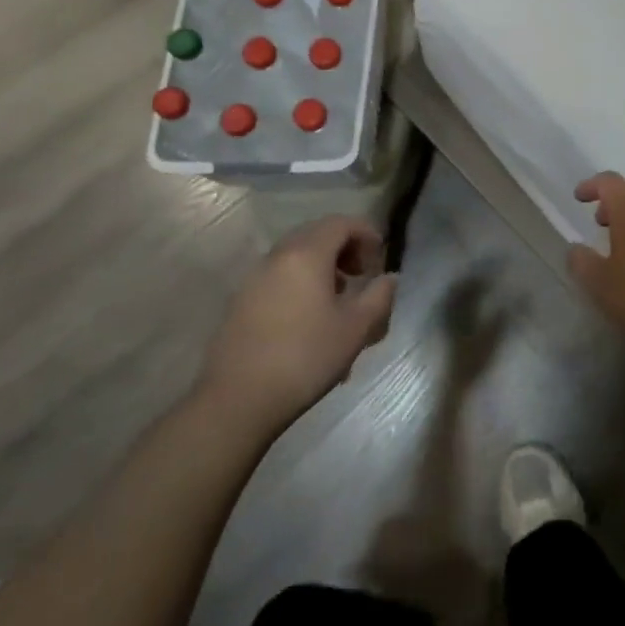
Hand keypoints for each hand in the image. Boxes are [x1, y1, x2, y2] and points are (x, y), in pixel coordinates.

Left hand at [197, 216, 396, 435]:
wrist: (236, 402)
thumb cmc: (305, 358)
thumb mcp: (356, 328)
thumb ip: (380, 296)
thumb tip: (388, 278)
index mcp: (307, 254)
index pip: (341, 223)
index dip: (366, 234)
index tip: (379, 261)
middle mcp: (277, 257)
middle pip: (316, 234)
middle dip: (344, 248)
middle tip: (361, 275)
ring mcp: (254, 279)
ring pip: (296, 256)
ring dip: (322, 267)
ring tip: (337, 300)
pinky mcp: (240, 303)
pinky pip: (279, 278)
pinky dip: (300, 283)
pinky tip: (308, 320)